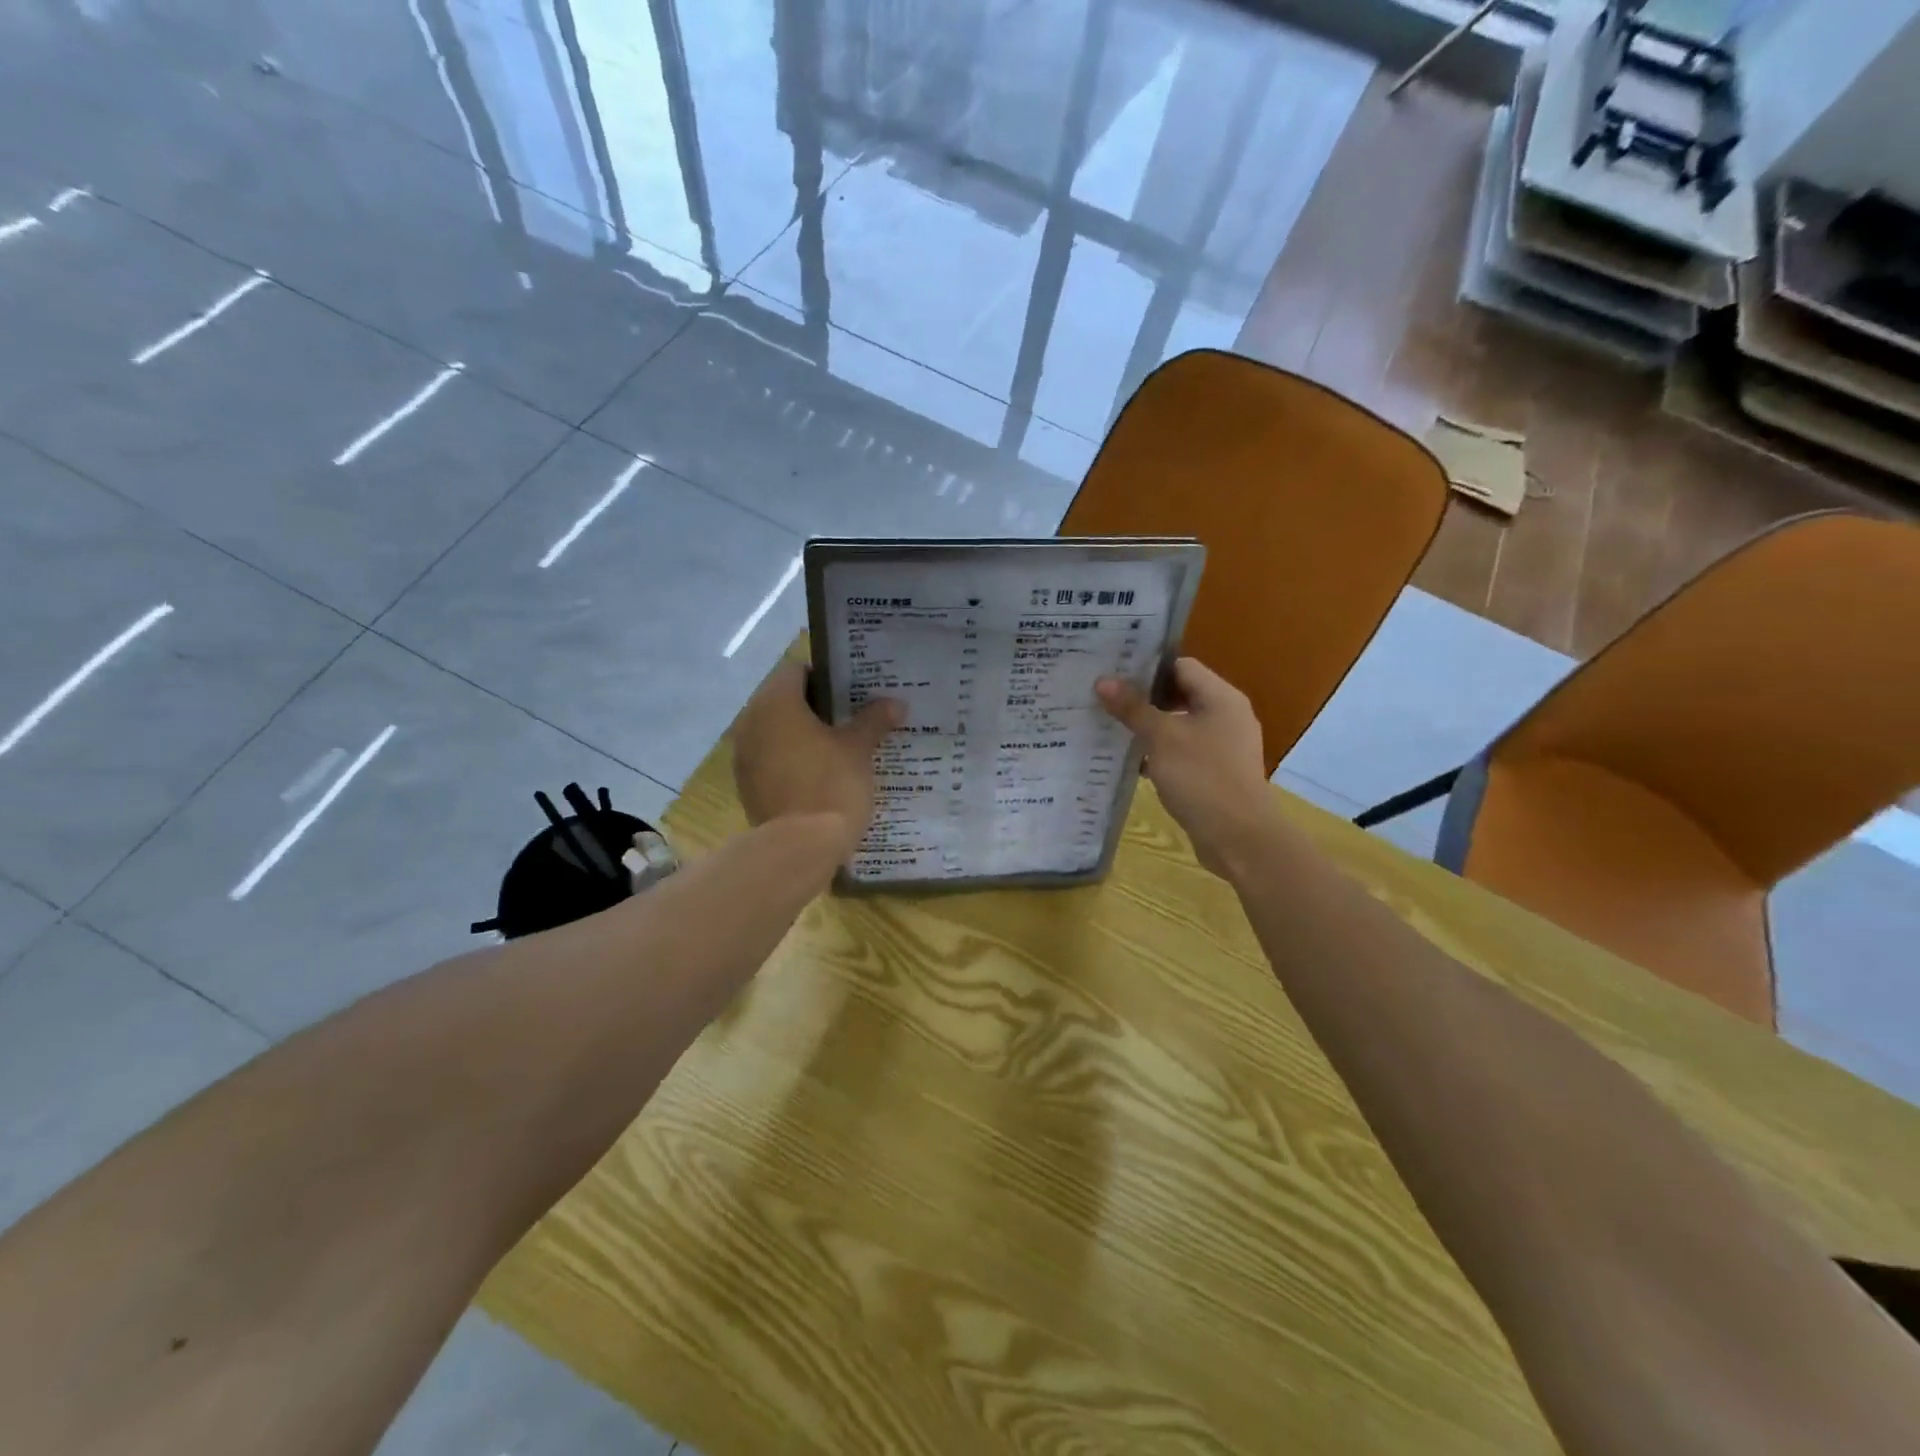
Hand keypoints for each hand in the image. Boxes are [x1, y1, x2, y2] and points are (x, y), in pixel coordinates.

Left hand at [731, 661, 901, 860]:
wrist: (799, 848)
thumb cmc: (830, 785)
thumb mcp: (858, 749)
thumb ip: (874, 720)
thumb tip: (895, 703)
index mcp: (776, 703)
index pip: (796, 671)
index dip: (826, 677)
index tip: (852, 691)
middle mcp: (751, 722)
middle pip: (784, 701)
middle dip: (816, 708)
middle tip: (851, 717)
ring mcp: (744, 756)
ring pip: (776, 732)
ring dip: (802, 735)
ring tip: (838, 746)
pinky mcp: (747, 785)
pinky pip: (771, 760)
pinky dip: (791, 760)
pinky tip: (819, 774)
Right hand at [1096, 658, 1270, 877]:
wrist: (1238, 837)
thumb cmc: (1201, 777)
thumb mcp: (1161, 738)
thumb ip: (1133, 708)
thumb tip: (1103, 681)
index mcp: (1221, 698)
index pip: (1181, 667)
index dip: (1147, 668)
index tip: (1114, 673)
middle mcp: (1227, 716)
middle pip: (1180, 695)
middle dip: (1144, 698)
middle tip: (1106, 699)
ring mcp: (1223, 746)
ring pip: (1179, 725)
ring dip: (1149, 727)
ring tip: (1111, 727)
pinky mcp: (1216, 773)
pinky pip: (1183, 752)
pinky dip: (1159, 753)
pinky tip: (1132, 762)